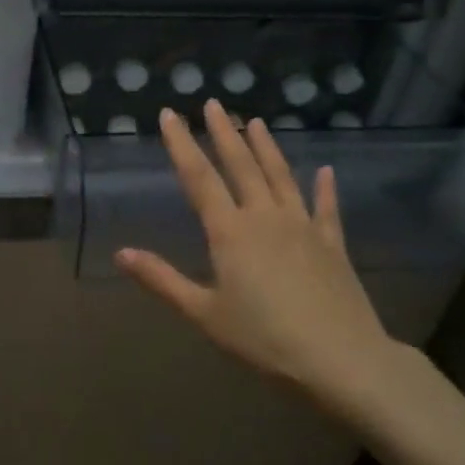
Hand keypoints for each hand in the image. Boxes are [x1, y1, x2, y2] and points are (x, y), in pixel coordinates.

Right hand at [115, 101, 404, 426]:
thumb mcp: (205, 314)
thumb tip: (121, 253)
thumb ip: (162, 280)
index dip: (181, 144)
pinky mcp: (333, 246)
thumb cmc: (265, 340)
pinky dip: (325, 188)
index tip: (170, 114)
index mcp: (230, 232)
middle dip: (224, 133)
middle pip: (241, 166)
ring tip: (256, 121)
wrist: (343, 361)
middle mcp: (265, 218)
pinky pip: (326, 209)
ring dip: (267, 147)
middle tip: (214, 103)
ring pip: (281, 177)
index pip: (199, 178)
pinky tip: (326, 171)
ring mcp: (303, 228)